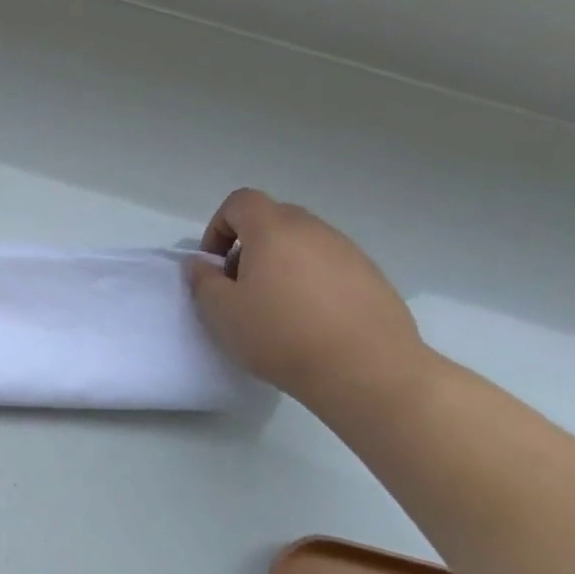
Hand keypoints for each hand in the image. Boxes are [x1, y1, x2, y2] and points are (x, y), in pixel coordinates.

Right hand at [188, 188, 426, 413]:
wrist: (366, 371)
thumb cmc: (281, 335)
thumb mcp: (221, 312)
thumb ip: (202, 280)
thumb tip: (200, 263)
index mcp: (273, 229)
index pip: (240, 202)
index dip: (219, 227)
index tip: (215, 265)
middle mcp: (313, 230)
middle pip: (273, 220)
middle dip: (250, 246)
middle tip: (242, 287)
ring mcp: (349, 252)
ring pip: (304, 245)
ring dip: (283, 265)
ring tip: (279, 309)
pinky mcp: (374, 278)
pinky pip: (331, 268)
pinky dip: (314, 284)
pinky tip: (313, 322)